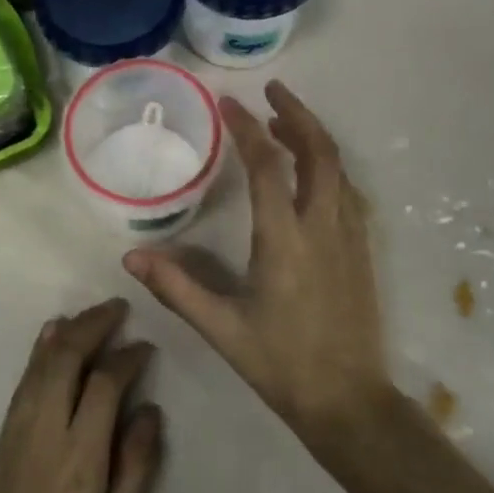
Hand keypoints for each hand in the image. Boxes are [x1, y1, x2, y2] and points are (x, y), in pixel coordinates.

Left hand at [0, 299, 163, 492]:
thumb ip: (138, 464)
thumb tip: (149, 408)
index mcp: (80, 455)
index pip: (105, 383)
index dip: (128, 357)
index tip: (145, 347)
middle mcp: (45, 429)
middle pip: (67, 357)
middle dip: (94, 324)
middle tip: (118, 308)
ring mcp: (18, 429)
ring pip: (42, 362)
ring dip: (68, 330)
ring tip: (93, 314)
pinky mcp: (2, 435)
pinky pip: (25, 379)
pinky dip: (41, 350)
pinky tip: (52, 333)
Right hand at [124, 81, 392, 447]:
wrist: (350, 402)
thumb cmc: (281, 364)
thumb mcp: (221, 328)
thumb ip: (177, 288)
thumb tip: (131, 257)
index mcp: (285, 240)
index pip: (267, 166)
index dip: (247, 128)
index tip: (228, 103)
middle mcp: (323, 227)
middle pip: (319, 151)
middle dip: (297, 113)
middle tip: (273, 90)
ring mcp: (349, 237)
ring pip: (339, 168)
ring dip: (313, 137)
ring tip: (284, 123)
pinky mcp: (362, 251)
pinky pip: (348, 191)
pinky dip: (328, 167)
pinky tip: (310, 173)